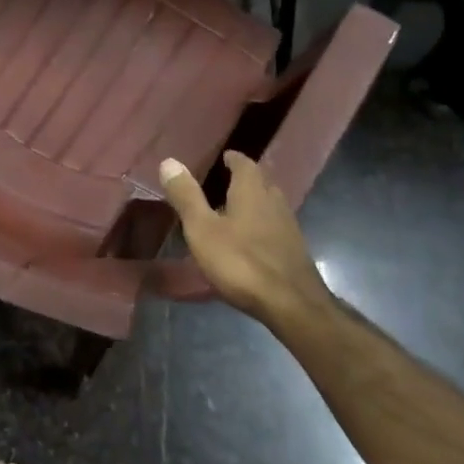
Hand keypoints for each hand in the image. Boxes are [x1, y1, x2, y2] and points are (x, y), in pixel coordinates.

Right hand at [158, 151, 331, 328]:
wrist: (292, 305)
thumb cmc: (241, 262)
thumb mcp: (202, 229)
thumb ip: (186, 196)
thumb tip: (169, 161)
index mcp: (252, 192)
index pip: (245, 164)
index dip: (234, 159)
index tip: (224, 157)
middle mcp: (274, 202)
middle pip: (261, 182)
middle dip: (245, 179)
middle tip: (225, 181)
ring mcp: (288, 227)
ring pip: (270, 205)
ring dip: (254, 202)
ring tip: (233, 209)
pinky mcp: (294, 251)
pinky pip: (275, 226)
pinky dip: (261, 225)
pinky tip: (249, 240)